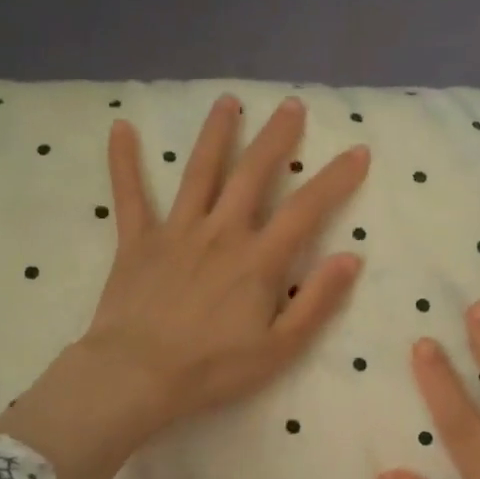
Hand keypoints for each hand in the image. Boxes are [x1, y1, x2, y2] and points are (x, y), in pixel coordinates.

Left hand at [0, 94, 368, 478]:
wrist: (138, 376)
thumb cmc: (214, 369)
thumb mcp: (280, 348)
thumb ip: (317, 301)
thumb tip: (350, 258)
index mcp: (259, 260)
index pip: (306, 208)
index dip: (335, 178)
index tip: (358, 151)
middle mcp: (221, 232)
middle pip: (253, 174)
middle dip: (276, 138)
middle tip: (291, 106)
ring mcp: (176, 232)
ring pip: (199, 172)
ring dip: (216, 134)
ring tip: (228, 102)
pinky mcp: (136, 242)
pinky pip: (130, 195)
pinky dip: (124, 161)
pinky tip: (121, 126)